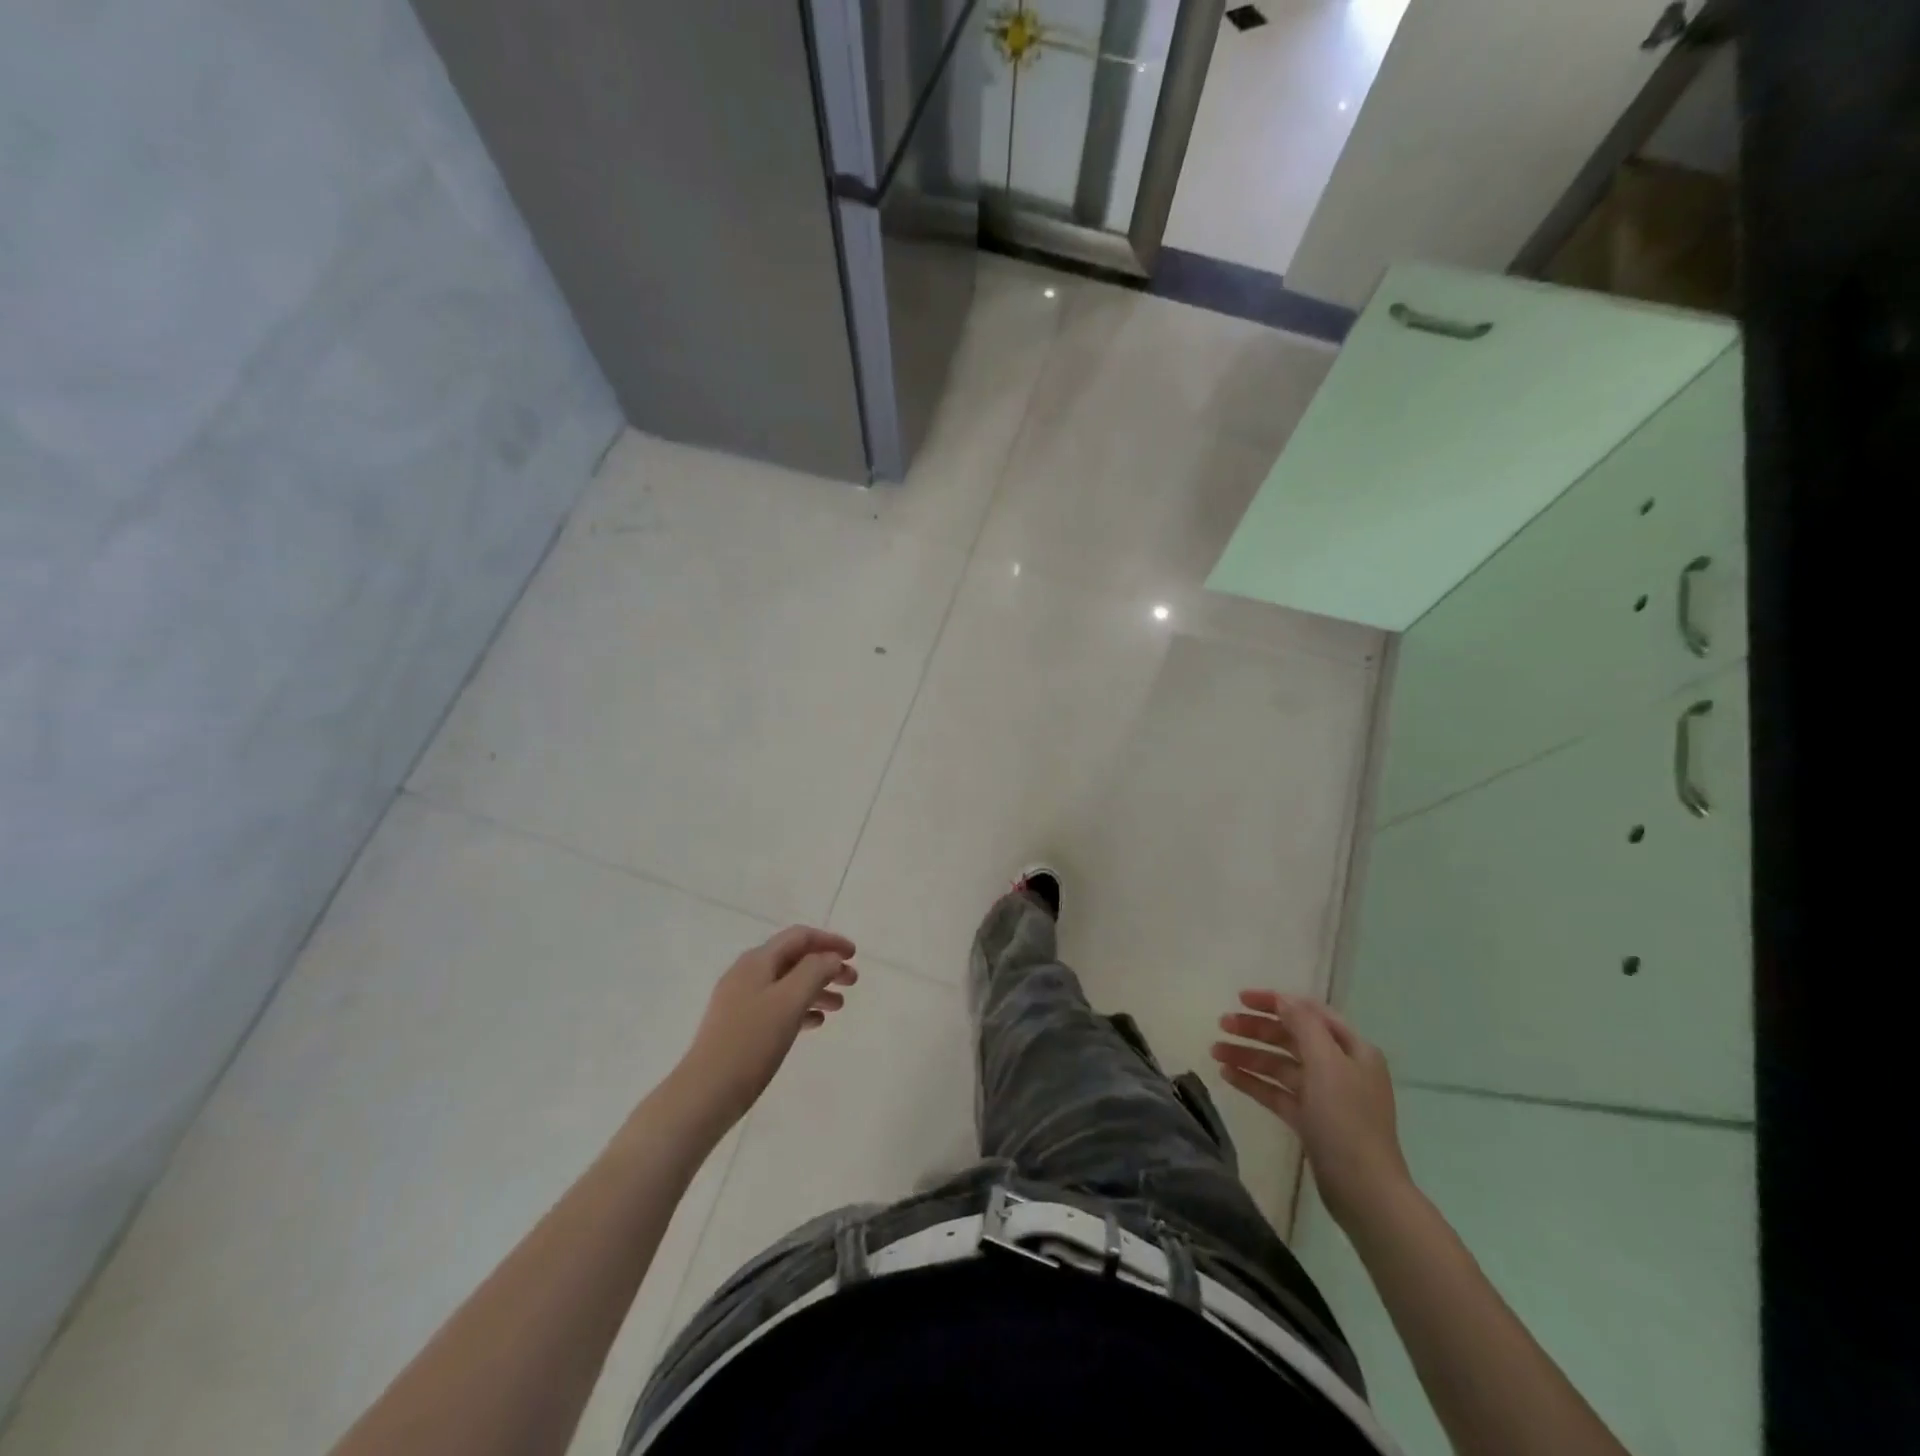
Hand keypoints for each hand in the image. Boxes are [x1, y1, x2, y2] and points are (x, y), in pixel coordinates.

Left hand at [676, 926, 858, 1126]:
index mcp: (757, 961)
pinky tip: (815, 1023)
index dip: (829, 941)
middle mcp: (747, 974)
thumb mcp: (789, 1000)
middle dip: (826, 966)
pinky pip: (777, 1007)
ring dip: (816, 989)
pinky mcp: (739, 1027)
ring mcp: (740, 1001)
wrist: (705, 1093)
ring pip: (787, 984)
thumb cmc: (751, 1042)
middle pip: (794, 959)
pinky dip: (800, 1009)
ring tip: (839, 1006)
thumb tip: (831, 958)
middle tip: (852, 981)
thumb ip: (815, 971)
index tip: (855, 955)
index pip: (799, 937)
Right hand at [1212, 990, 1410, 1230]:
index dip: (1275, 1001)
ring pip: (1280, 1065)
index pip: (1309, 1012)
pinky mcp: (1310, 1121)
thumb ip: (1303, 1025)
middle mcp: (1340, 1067)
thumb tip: (1283, 999)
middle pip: (1292, 1037)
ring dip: (1249, 1054)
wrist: (1364, 1192)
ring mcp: (1325, 1096)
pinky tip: (1226, 1075)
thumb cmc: (1346, 1120)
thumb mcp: (1326, 1064)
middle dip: (1256, 1028)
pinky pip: (1277, 1092)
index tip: (1240, 998)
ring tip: (1214, 1051)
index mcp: (1352, 1049)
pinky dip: (1253, 1081)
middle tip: (1221, 1024)